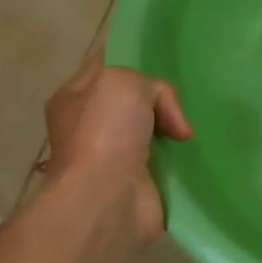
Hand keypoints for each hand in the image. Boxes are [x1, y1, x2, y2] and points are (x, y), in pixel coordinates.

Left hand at [37, 58, 191, 250]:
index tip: (162, 68)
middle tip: (177, 104)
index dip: (134, 64)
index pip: (107, 68)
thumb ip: (151, 85)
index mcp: (73, 97)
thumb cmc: (105, 131)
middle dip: (157, 100)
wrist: (106, 198)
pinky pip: (162, 160)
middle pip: (132, 100)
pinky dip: (177, 157)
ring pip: (149, 130)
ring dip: (170, 129)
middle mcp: (88, 126)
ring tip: (186, 129)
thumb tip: (168, 121)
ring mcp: (110, 157)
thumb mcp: (125, 81)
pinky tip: (188, 152)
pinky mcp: (134, 183)